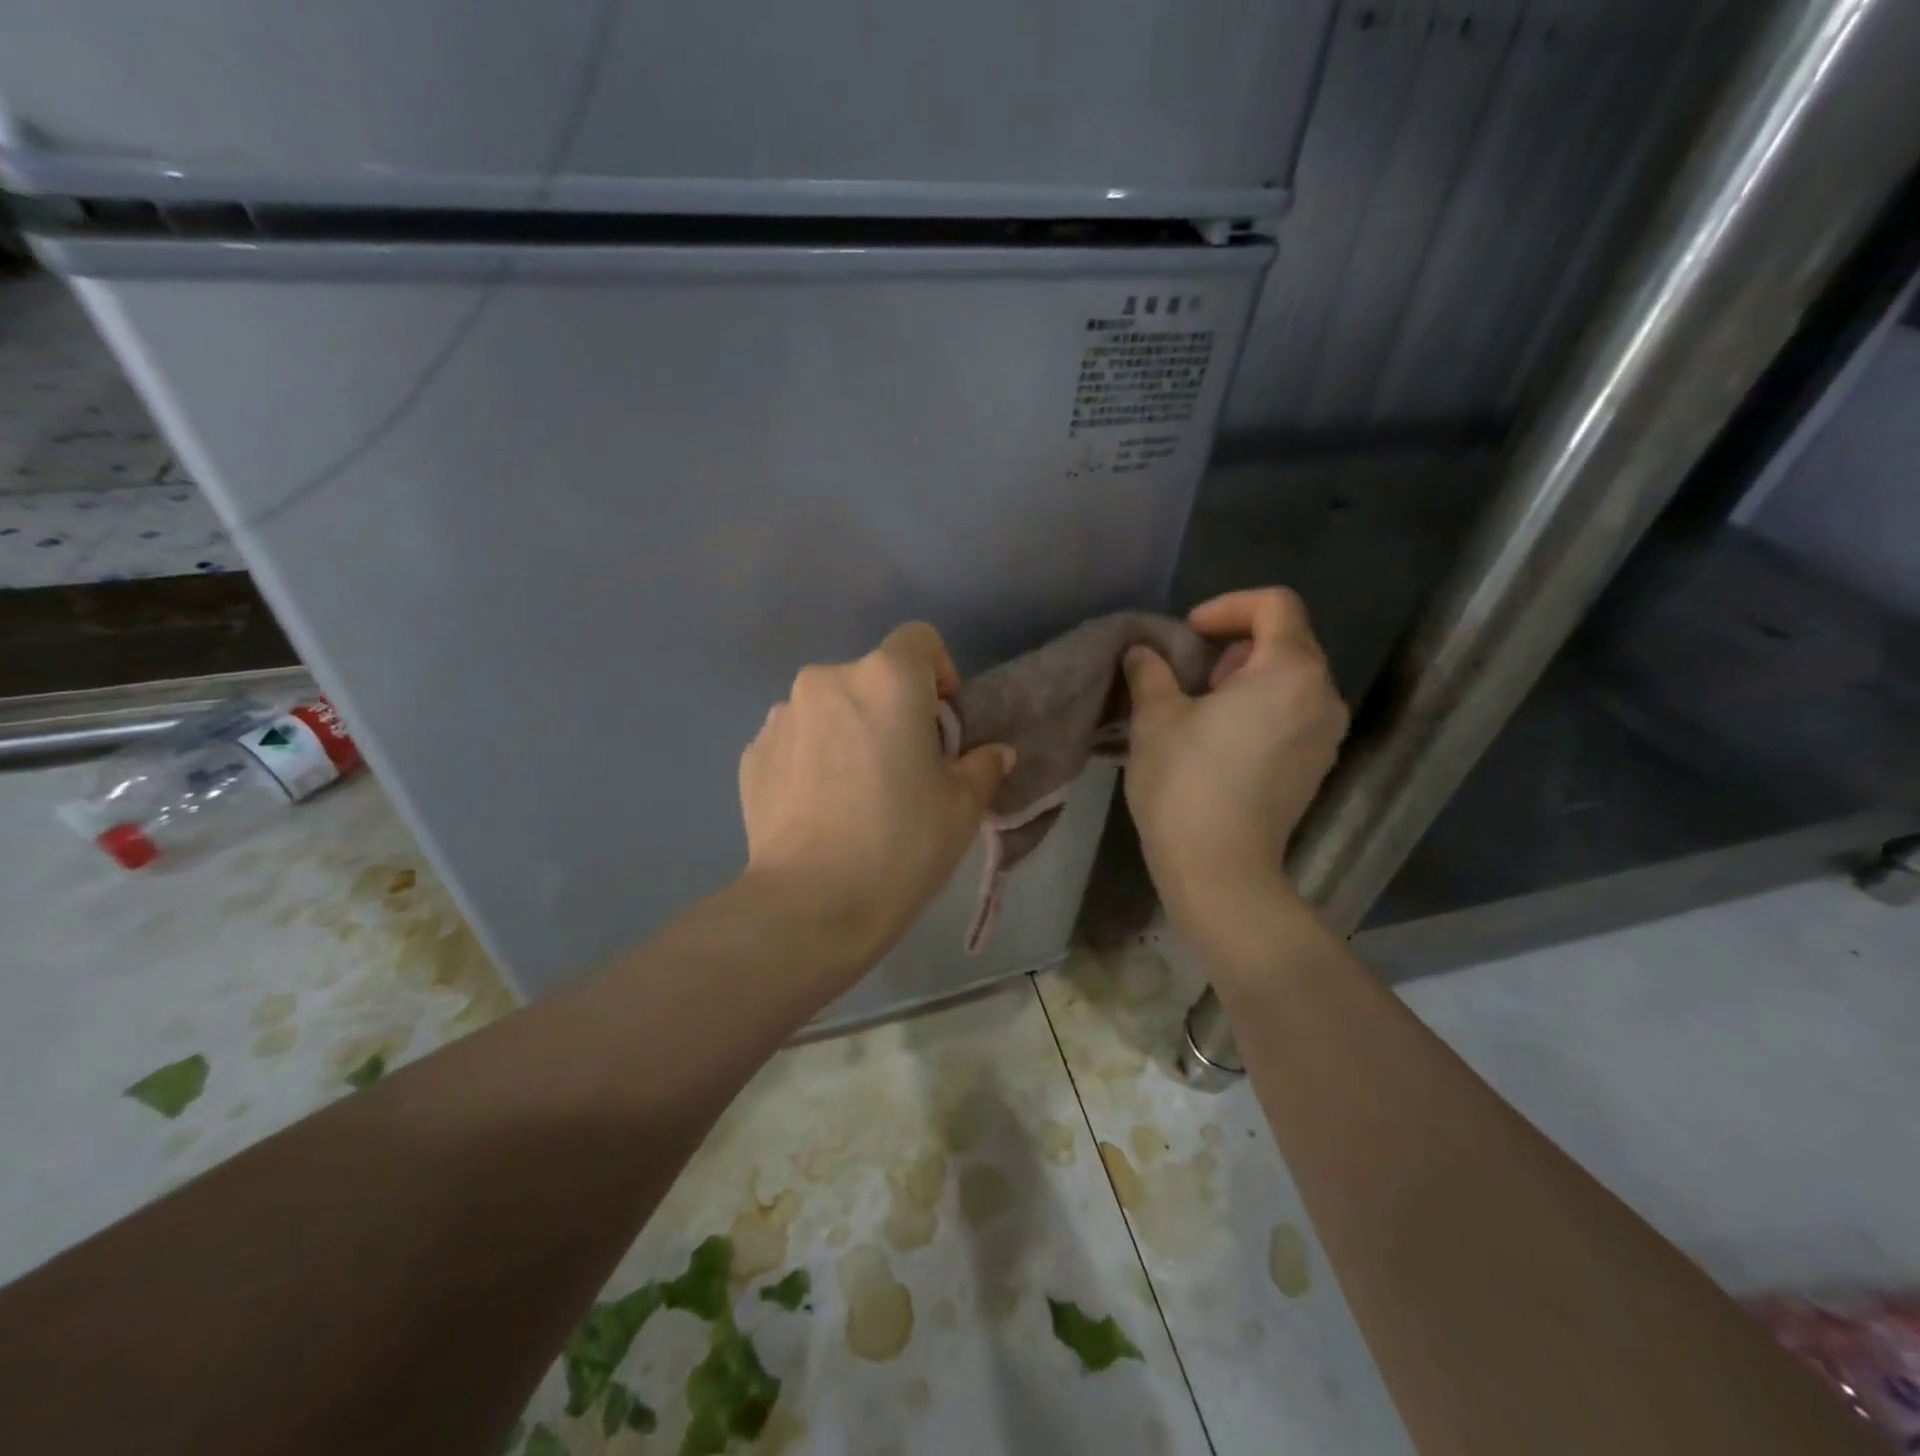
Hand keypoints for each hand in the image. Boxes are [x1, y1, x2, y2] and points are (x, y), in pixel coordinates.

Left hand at [738, 623, 1014, 969]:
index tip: (941, 722)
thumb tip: (994, 753)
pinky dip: (812, 758)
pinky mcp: (752, 753)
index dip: (939, 672)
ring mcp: (781, 716)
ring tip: (856, 792)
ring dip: (849, 731)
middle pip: (872, 676)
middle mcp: (826, 680)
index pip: (919, 639)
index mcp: (885, 678)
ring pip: (830, 708)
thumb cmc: (901, 843)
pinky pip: (796, 740)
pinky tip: (820, 808)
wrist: (810, 904)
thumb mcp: (963, 806)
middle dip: (893, 709)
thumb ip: (983, 766)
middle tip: (904, 766)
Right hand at [1123, 588, 1347, 922]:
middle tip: (1190, 674)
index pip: (1275, 605)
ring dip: (1247, 678)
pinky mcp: (1316, 766)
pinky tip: (1222, 740)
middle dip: (1234, 645)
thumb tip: (1143, 653)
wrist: (1220, 869)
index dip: (1227, 607)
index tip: (1188, 635)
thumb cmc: (1186, 783)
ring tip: (1202, 707)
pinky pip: (1294, 713)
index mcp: (1290, 671)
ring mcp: (1326, 735)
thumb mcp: (1155, 718)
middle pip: (1287, 640)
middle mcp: (1323, 696)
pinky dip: (1262, 707)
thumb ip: (1150, 672)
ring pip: (1291, 679)